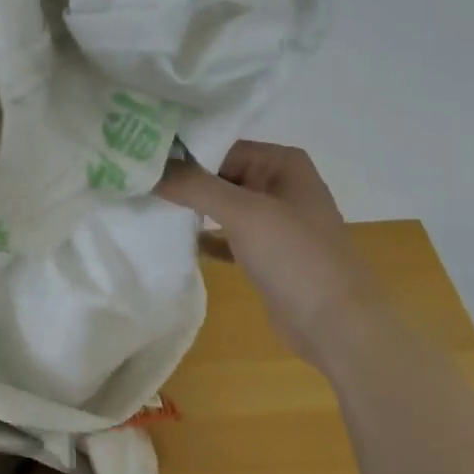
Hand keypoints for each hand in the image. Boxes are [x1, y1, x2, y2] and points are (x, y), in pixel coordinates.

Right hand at [156, 142, 377, 337]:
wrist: (338, 327)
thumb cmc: (296, 257)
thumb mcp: (244, 213)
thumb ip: (194, 186)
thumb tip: (146, 168)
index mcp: (281, 162)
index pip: (219, 146)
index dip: (180, 154)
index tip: (138, 163)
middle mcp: (277, 184)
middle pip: (217, 174)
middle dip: (181, 183)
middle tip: (135, 186)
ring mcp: (272, 221)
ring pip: (219, 206)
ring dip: (188, 210)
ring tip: (145, 208)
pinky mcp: (264, 253)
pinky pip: (224, 236)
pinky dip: (202, 238)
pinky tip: (173, 242)